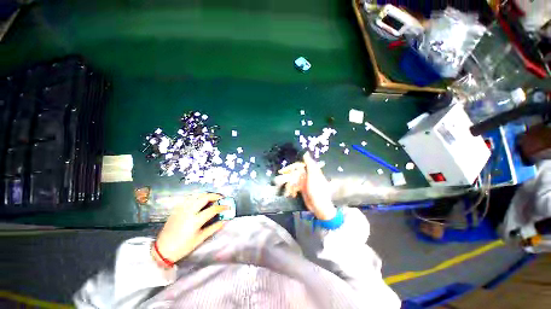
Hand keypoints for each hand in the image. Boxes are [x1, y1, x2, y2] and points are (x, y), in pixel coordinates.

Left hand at [154, 193, 227, 263]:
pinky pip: (189, 198)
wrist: (162, 250)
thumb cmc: (183, 247)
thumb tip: (225, 221)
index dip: (222, 207)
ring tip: (212, 198)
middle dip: (215, 196)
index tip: (228, 207)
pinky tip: (200, 200)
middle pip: (205, 197)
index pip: (213, 209)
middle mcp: (189, 211)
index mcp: (195, 220)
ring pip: (196, 195)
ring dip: (206, 195)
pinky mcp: (177, 209)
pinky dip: (197, 197)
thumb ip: (214, 228)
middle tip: (221, 198)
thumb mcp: (200, 238)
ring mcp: (182, 209)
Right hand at [276, 152, 336, 219]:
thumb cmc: (317, 189)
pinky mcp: (303, 189)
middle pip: (295, 172)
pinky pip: (295, 186)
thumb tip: (306, 152)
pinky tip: (289, 192)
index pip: (299, 166)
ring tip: (281, 186)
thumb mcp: (314, 175)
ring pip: (294, 179)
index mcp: (311, 170)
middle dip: (287, 175)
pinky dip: (291, 188)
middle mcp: (308, 175)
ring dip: (288, 182)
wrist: (320, 206)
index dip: (291, 167)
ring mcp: (305, 182)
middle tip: (279, 179)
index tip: (283, 171)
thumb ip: (309, 163)